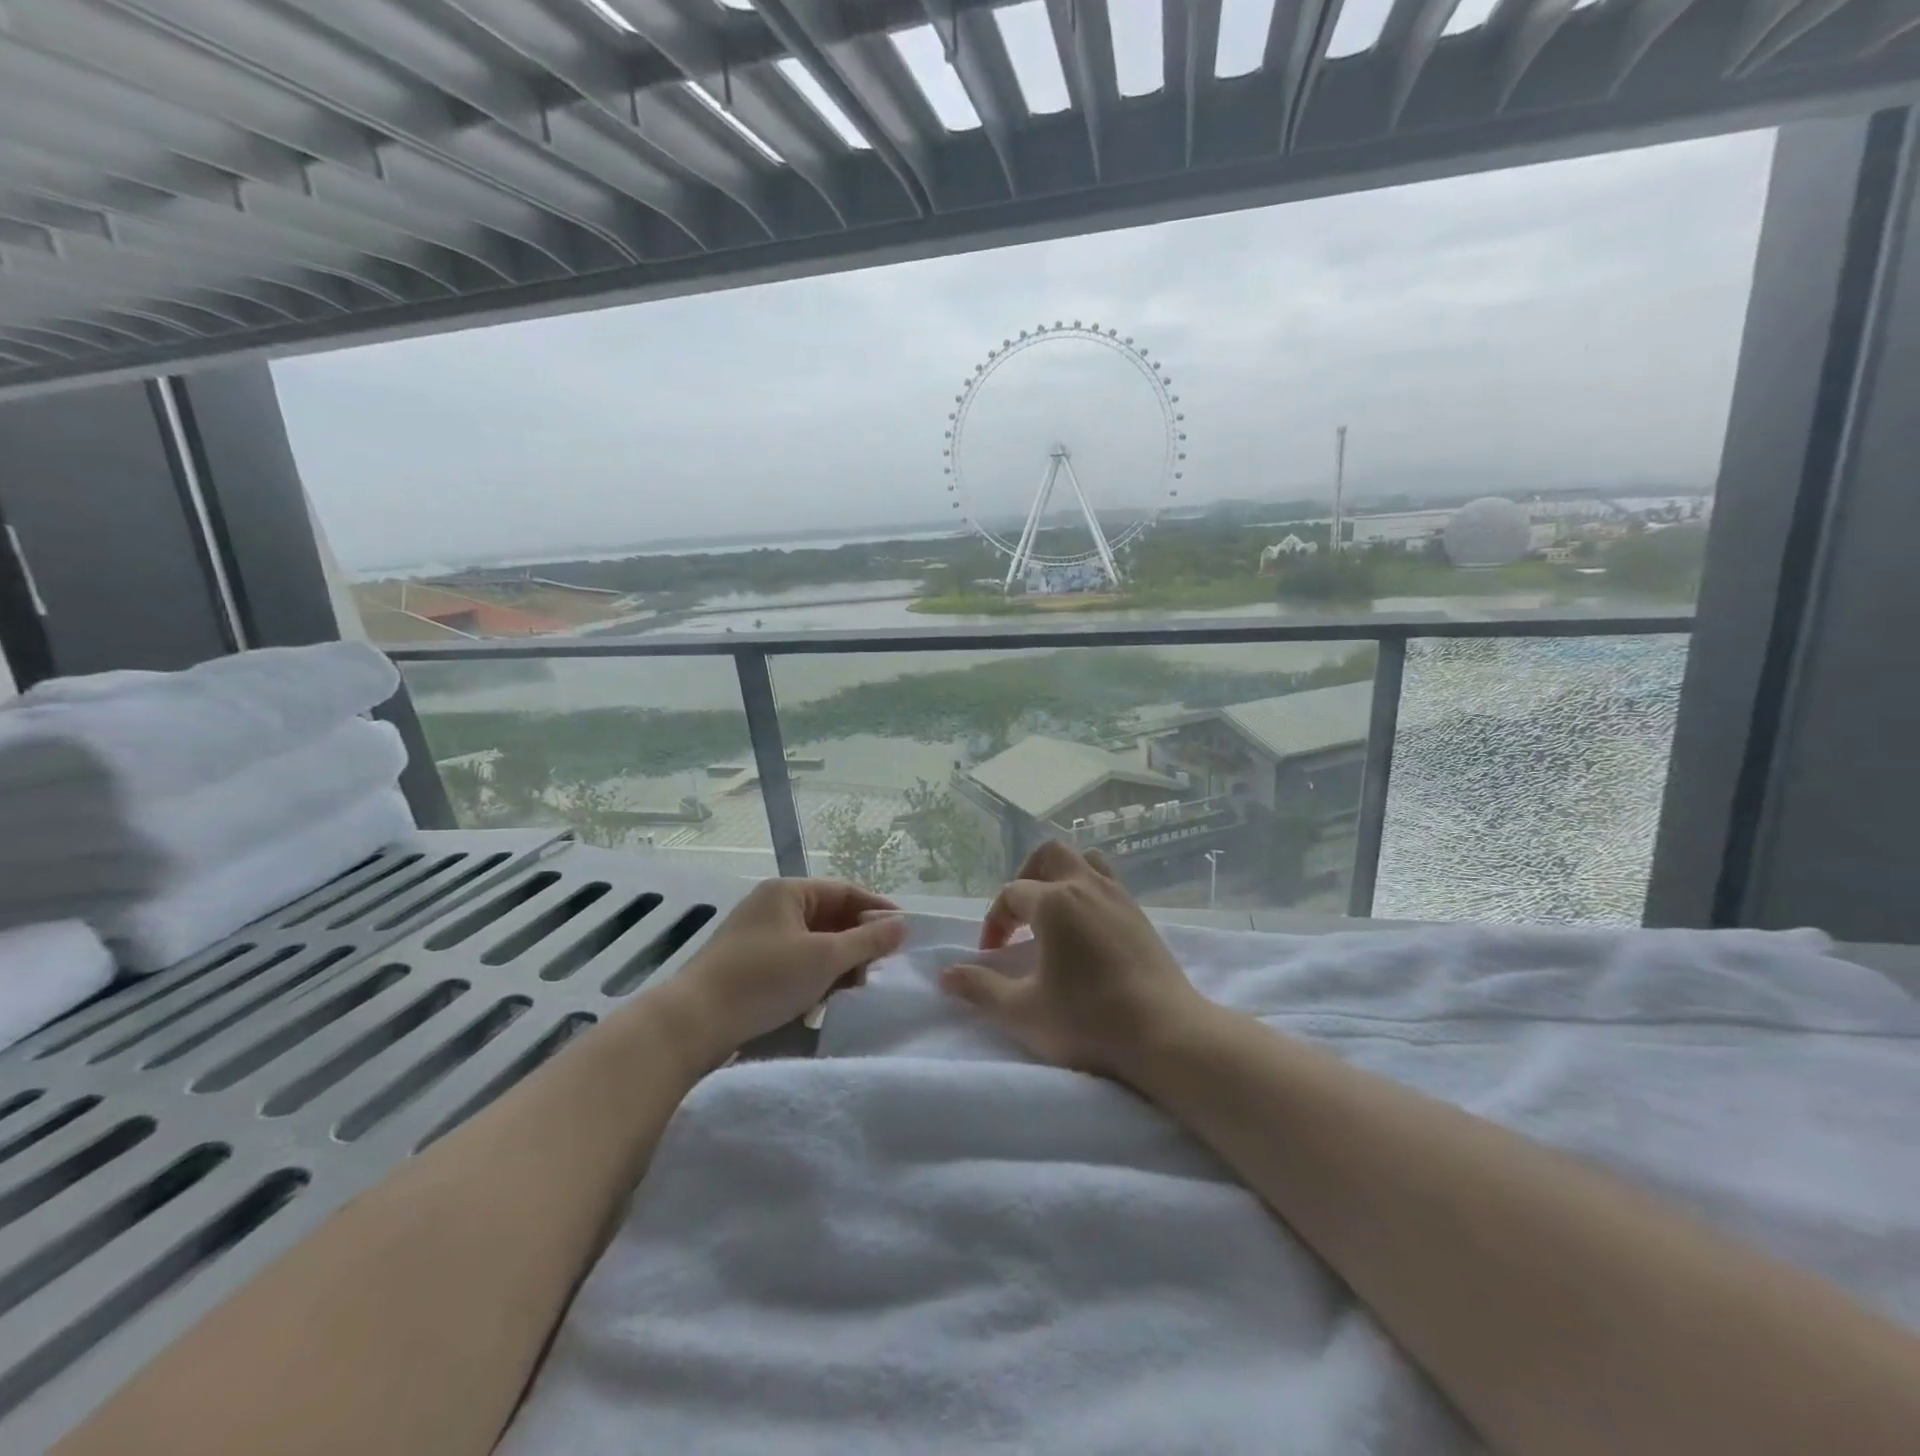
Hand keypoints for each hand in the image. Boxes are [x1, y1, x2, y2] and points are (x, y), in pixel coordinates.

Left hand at [656, 878, 905, 1067]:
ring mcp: (760, 937)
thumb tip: (903, 925)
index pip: (846, 892)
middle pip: (831, 917)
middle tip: (882, 968)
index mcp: (789, 892)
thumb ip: (867, 941)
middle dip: (858, 943)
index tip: (905, 934)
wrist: (693, 1023)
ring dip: (838, 964)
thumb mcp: (824, 958)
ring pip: (814, 943)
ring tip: (858, 988)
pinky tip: (826, 1001)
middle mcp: (774, 907)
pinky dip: (815, 977)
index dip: (877, 911)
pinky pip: (796, 963)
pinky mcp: (751, 967)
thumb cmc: (764, 979)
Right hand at [940, 841, 1210, 1080]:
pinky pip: (1108, 882)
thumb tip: (945, 974)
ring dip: (1062, 876)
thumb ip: (980, 988)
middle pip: (1050, 854)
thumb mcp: (1023, 1011)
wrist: (1165, 1035)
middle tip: (1020, 915)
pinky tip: (1086, 930)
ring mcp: (1119, 897)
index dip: (994, 921)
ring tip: (1052, 913)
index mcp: (1054, 902)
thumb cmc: (1088, 1020)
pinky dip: (1089, 891)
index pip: (1011, 894)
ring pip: (1085, 860)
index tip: (991, 956)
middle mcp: (1086, 886)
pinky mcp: (1140, 914)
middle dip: (1027, 876)